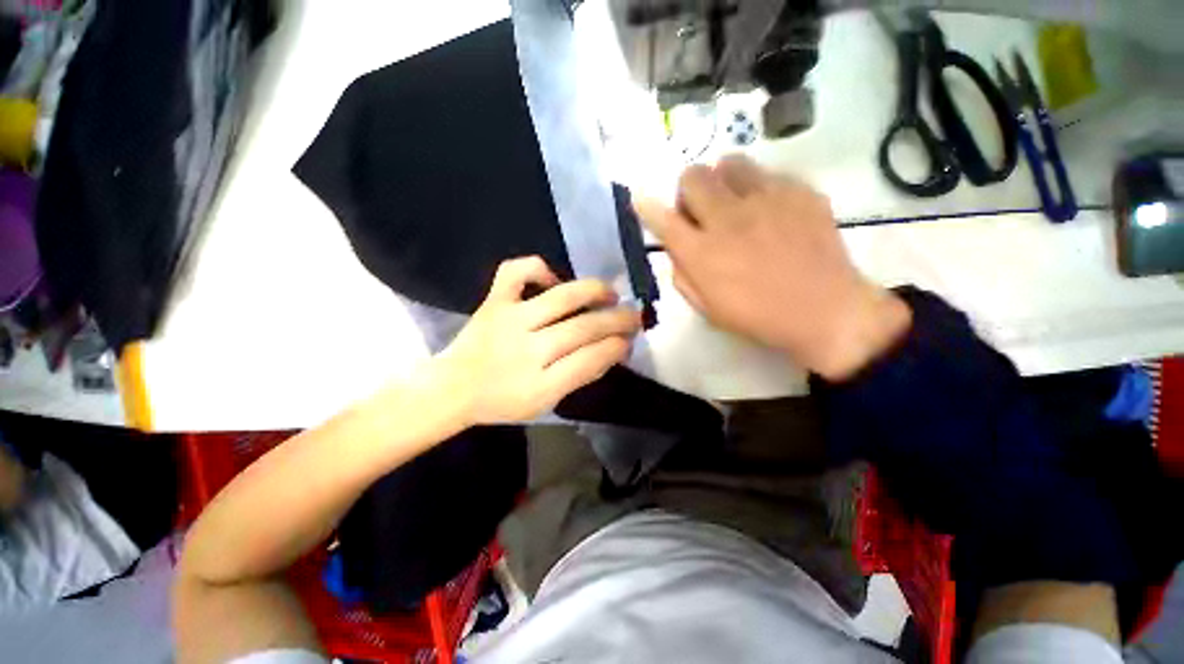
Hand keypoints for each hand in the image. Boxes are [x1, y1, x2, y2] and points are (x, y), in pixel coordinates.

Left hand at [435, 256, 641, 424]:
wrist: (454, 388)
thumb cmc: (503, 401)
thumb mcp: (545, 403)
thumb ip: (579, 377)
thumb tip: (612, 351)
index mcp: (539, 385)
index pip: (590, 359)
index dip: (617, 347)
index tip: (630, 340)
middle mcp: (525, 349)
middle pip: (582, 328)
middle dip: (617, 320)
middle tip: (635, 316)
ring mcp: (508, 319)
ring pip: (560, 297)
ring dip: (593, 291)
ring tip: (611, 293)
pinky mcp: (493, 302)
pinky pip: (515, 272)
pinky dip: (538, 268)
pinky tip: (554, 278)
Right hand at [635, 155, 909, 380]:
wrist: (826, 311)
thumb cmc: (758, 316)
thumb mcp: (707, 308)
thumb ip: (683, 274)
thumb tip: (677, 247)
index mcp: (702, 253)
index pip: (663, 219)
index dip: (646, 207)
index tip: (639, 199)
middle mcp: (728, 219)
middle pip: (692, 176)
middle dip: (688, 191)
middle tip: (701, 211)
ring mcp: (766, 200)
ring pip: (729, 162)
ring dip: (722, 181)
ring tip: (735, 203)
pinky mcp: (799, 191)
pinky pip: (767, 174)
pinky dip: (759, 189)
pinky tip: (771, 212)